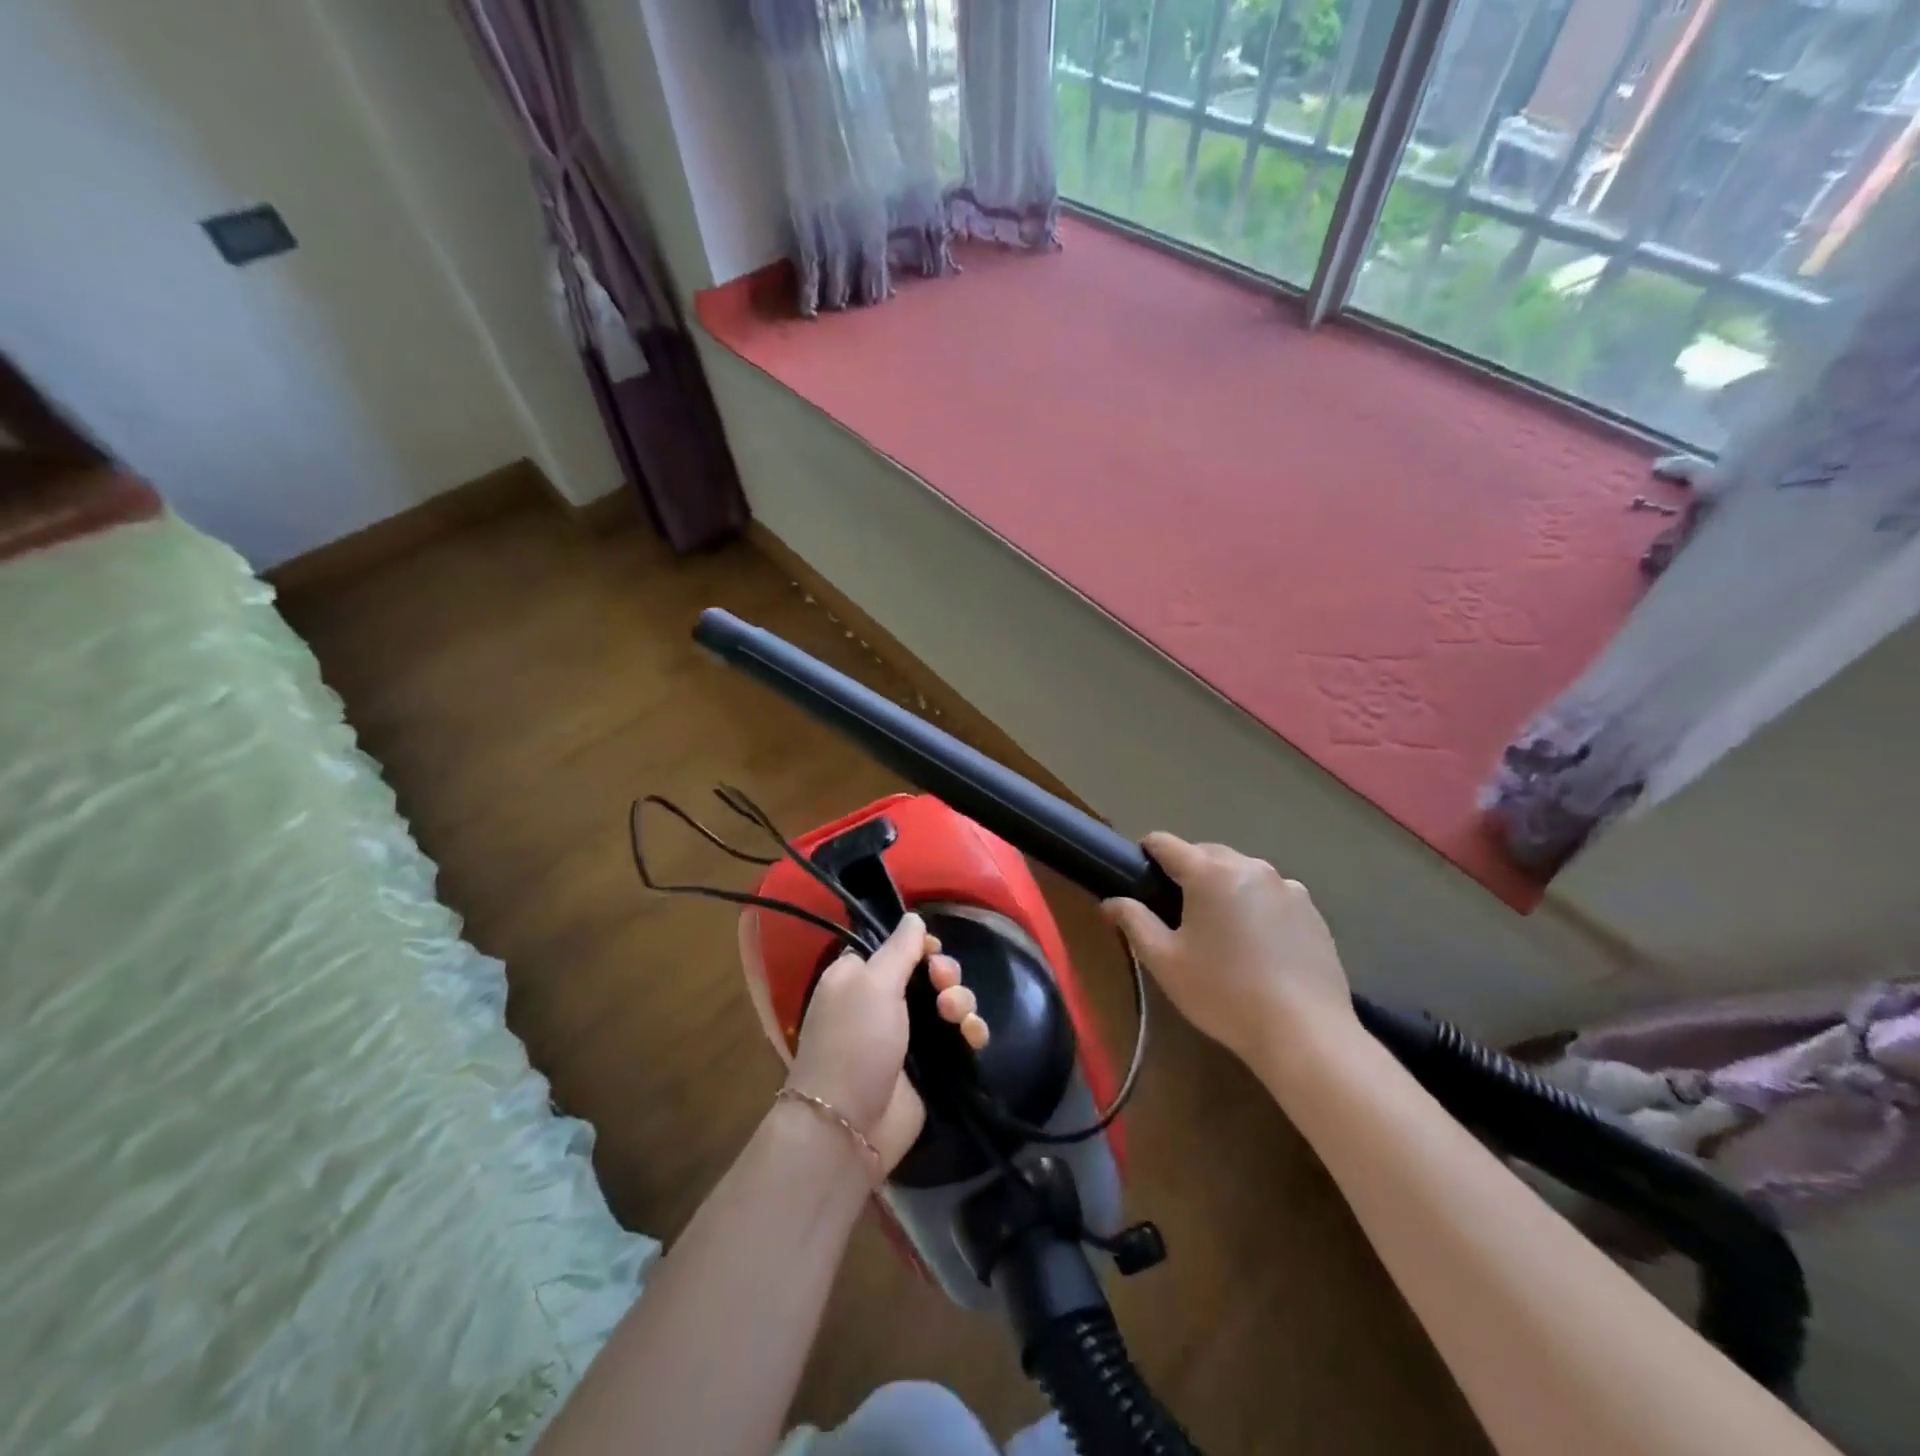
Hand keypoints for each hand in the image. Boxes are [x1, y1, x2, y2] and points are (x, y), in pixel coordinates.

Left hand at [786, 913, 988, 1173]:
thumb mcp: (873, 984)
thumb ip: (899, 948)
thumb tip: (913, 917)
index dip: (918, 945)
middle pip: (928, 972)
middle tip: (942, 983)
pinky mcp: (932, 1065)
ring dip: (960, 1000)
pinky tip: (973, 1036)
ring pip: (949, 1001)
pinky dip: (970, 1031)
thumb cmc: (854, 1043)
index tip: (930, 949)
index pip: (895, 947)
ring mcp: (908, 1035)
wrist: (850, 1126)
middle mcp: (883, 1001)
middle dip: (945, 973)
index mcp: (859, 977)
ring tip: (955, 1015)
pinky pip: (960, 1036)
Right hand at [1103, 833, 1354, 1066]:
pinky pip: (1272, 895)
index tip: (1139, 877)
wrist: (1304, 1032)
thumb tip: (1111, 901)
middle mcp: (1250, 867)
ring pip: (1242, 873)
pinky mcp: (1312, 911)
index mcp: (1209, 872)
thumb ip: (1134, 921)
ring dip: (1225, 888)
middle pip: (1206, 854)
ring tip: (1221, 932)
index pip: (1165, 842)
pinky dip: (1257, 907)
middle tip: (1177, 914)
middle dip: (1188, 872)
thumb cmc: (1223, 993)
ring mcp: (1287, 887)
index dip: (1146, 854)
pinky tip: (1258, 947)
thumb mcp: (1165, 961)